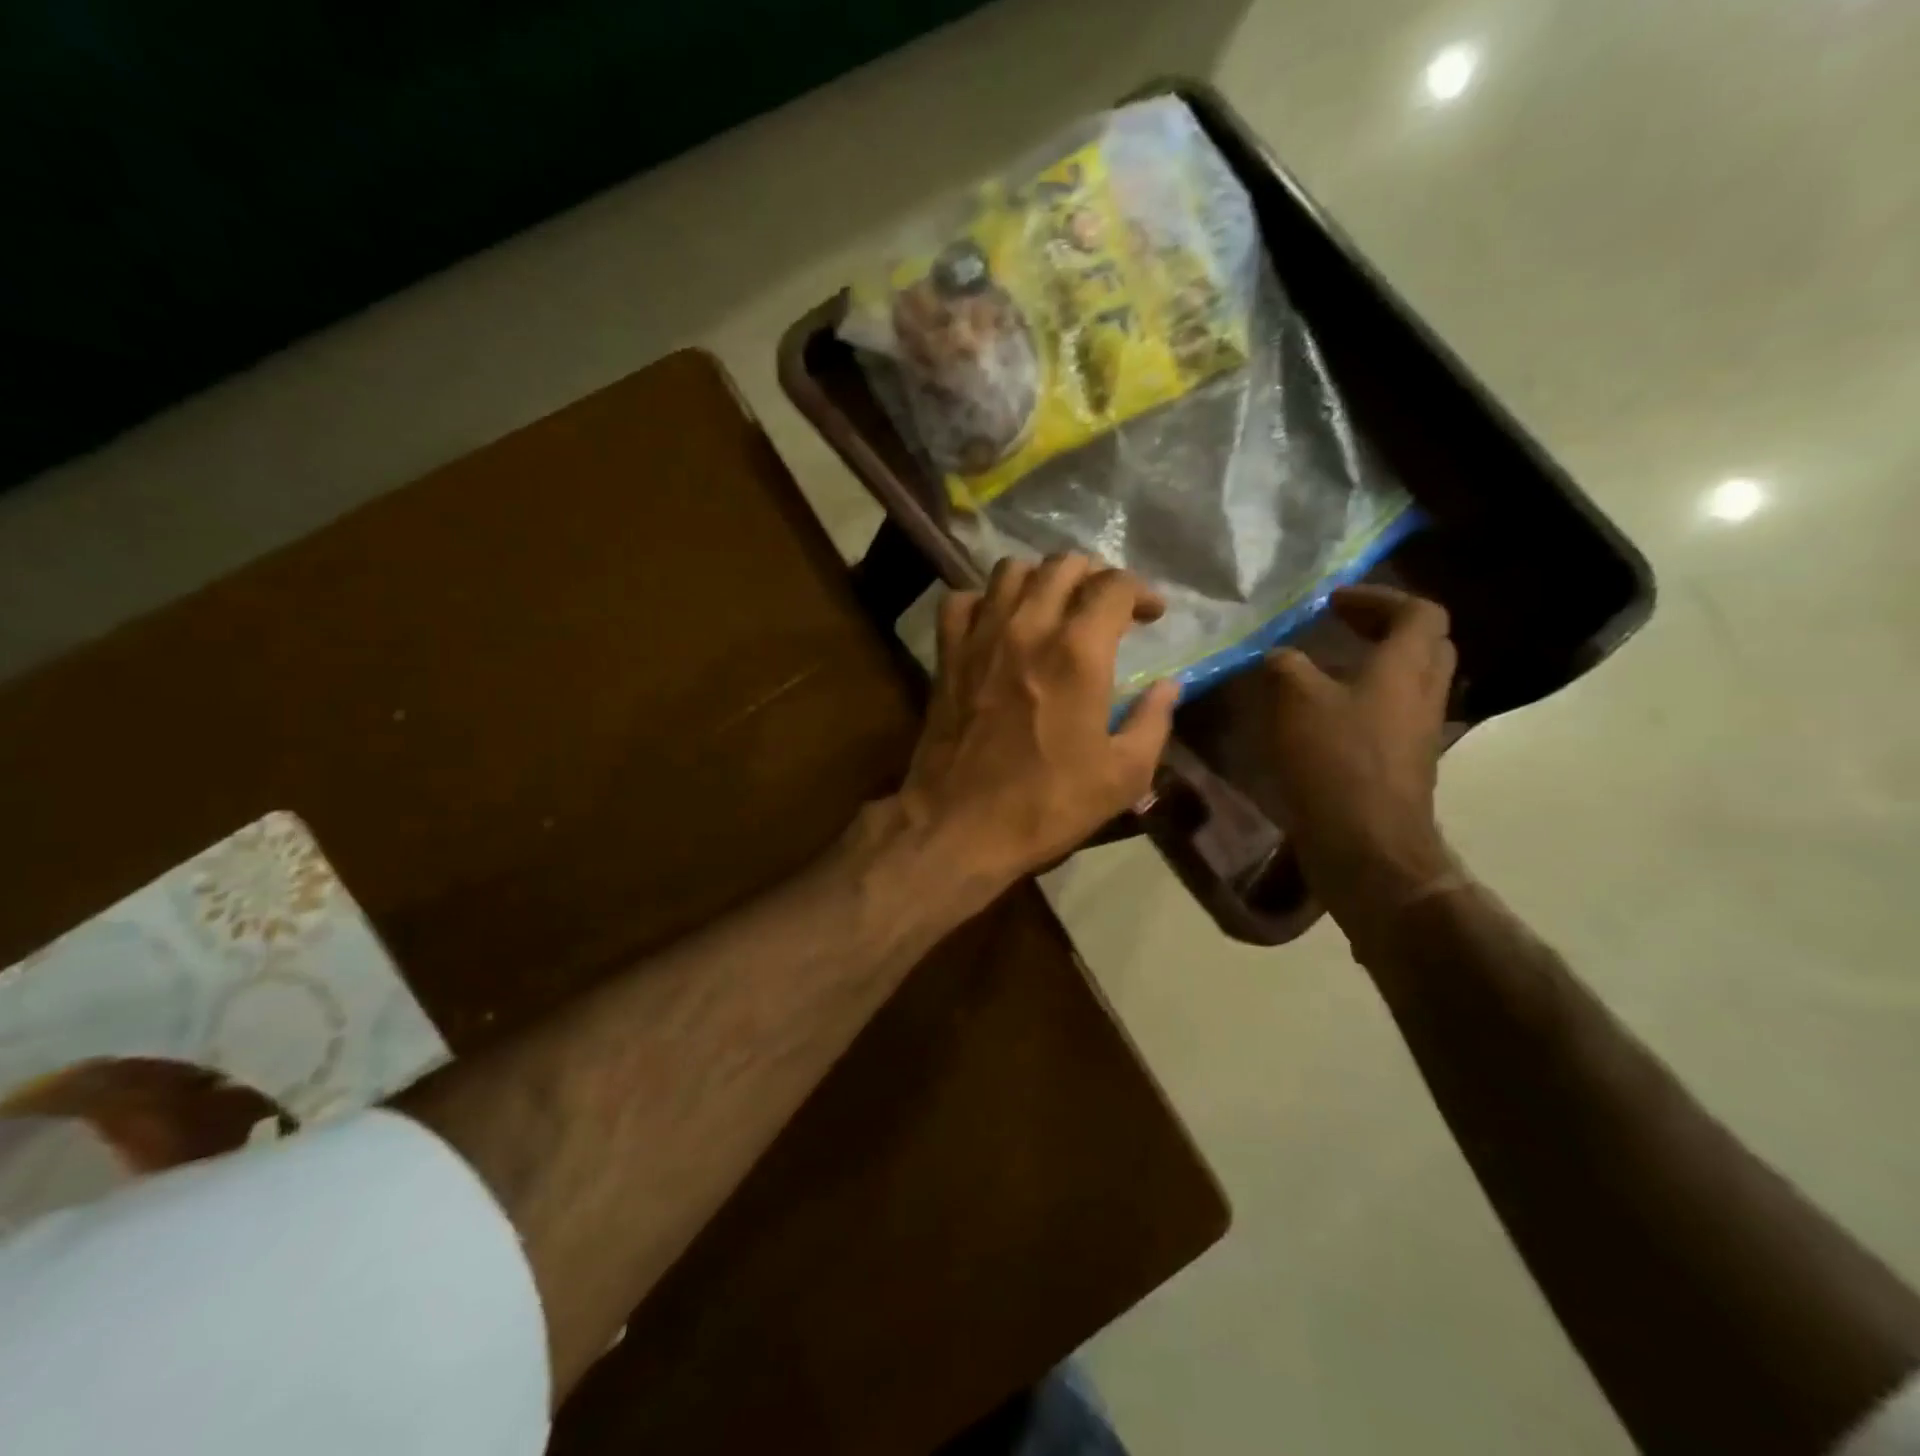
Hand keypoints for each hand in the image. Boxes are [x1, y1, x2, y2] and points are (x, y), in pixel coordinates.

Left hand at [893, 554, 1178, 891]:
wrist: (960, 826)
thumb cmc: (1047, 805)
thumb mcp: (1123, 776)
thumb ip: (1153, 722)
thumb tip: (1169, 686)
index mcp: (1078, 653)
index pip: (1113, 585)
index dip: (1140, 590)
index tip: (1151, 615)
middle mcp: (1027, 628)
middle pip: (1062, 565)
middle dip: (1094, 576)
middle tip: (1106, 606)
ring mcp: (981, 638)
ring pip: (1010, 571)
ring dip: (1040, 579)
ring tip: (1054, 606)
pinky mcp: (947, 655)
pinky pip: (961, 601)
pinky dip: (983, 601)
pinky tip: (997, 622)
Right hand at [1260, 585, 1458, 919]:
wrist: (1365, 843)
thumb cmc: (1334, 760)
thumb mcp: (1293, 699)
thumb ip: (1284, 664)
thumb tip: (1278, 655)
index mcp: (1406, 666)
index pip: (1418, 611)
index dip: (1378, 597)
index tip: (1332, 602)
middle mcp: (1423, 693)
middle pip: (1424, 645)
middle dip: (1383, 629)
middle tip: (1338, 629)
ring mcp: (1418, 732)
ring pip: (1407, 683)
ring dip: (1372, 668)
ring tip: (1322, 672)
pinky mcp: (1403, 764)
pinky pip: (1390, 716)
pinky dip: (1362, 703)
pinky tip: (1320, 718)